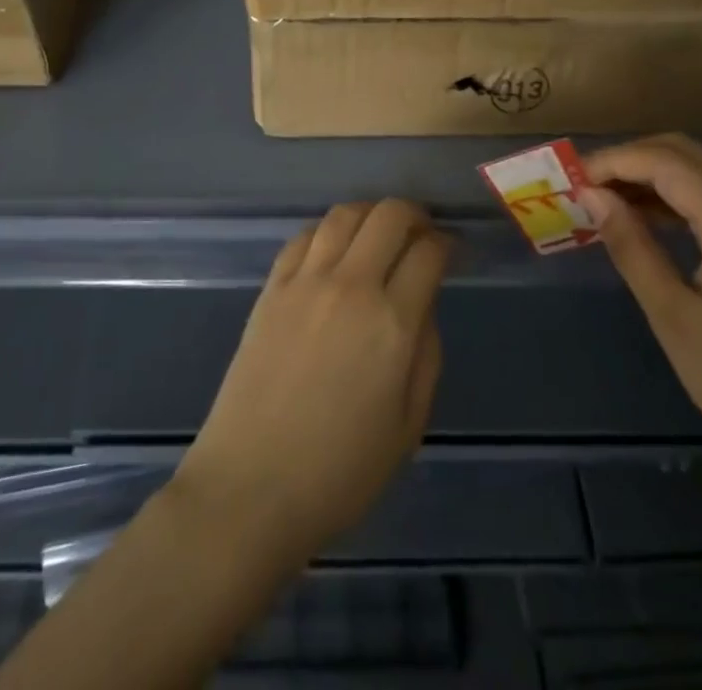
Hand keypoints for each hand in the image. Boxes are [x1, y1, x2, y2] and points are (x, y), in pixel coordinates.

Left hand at [172, 198, 449, 567]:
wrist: (251, 487)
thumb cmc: (340, 472)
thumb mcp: (408, 425)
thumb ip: (426, 353)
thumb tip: (422, 304)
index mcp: (392, 323)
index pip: (428, 252)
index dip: (446, 244)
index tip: (450, 252)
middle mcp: (351, 286)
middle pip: (388, 215)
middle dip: (414, 215)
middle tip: (421, 234)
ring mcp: (305, 281)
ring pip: (344, 214)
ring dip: (370, 214)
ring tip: (378, 235)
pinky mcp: (272, 288)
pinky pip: (304, 236)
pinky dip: (327, 231)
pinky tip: (333, 251)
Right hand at [583, 134, 701, 483]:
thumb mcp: (674, 317)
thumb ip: (632, 247)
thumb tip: (592, 197)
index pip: (665, 162)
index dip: (614, 162)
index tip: (571, 182)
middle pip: (684, 153)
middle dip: (629, 160)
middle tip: (586, 189)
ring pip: (700, 171)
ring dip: (650, 176)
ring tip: (605, 203)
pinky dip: (675, 197)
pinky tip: (645, 221)